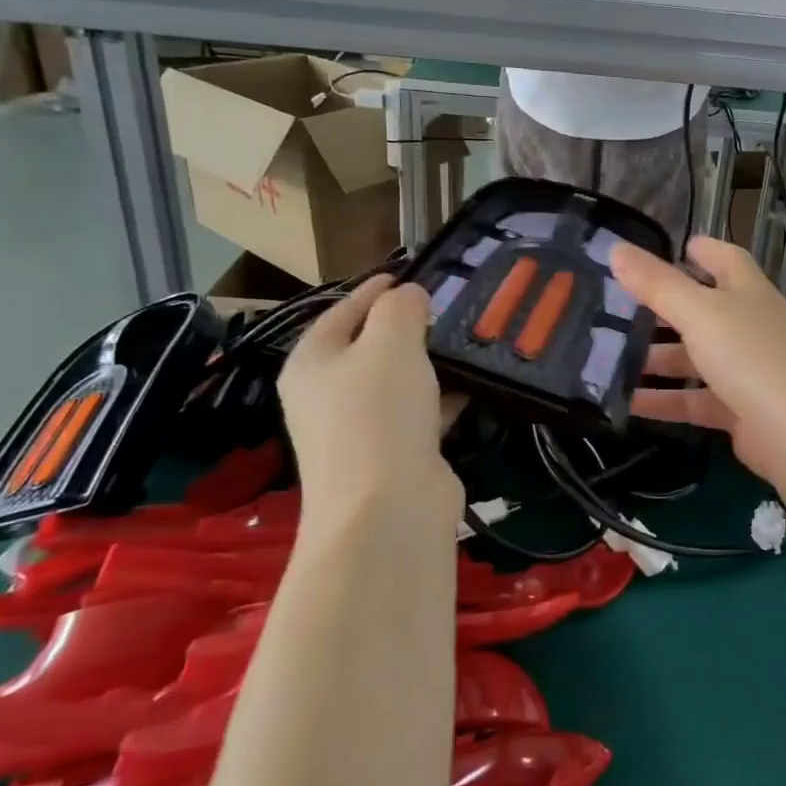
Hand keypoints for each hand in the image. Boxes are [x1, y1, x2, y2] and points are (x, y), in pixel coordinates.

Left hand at [278, 277, 460, 521]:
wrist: (388, 511)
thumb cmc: (378, 414)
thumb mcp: (390, 343)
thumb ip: (400, 308)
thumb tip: (409, 296)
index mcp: (312, 363)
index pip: (342, 311)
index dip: (375, 290)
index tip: (412, 274)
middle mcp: (328, 395)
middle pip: (369, 347)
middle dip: (407, 327)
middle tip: (449, 306)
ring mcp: (359, 430)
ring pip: (397, 382)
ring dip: (429, 363)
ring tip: (468, 338)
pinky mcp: (393, 456)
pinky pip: (419, 413)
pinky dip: (442, 397)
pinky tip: (473, 384)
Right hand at [609, 237, 785, 486]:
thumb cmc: (752, 357)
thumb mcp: (700, 313)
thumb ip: (657, 284)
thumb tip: (616, 249)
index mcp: (747, 292)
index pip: (726, 260)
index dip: (702, 250)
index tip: (672, 247)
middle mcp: (749, 326)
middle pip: (702, 310)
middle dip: (661, 310)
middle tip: (615, 309)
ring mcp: (746, 370)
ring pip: (693, 358)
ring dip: (656, 358)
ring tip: (608, 359)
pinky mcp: (738, 410)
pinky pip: (694, 399)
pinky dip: (664, 400)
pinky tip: (627, 403)